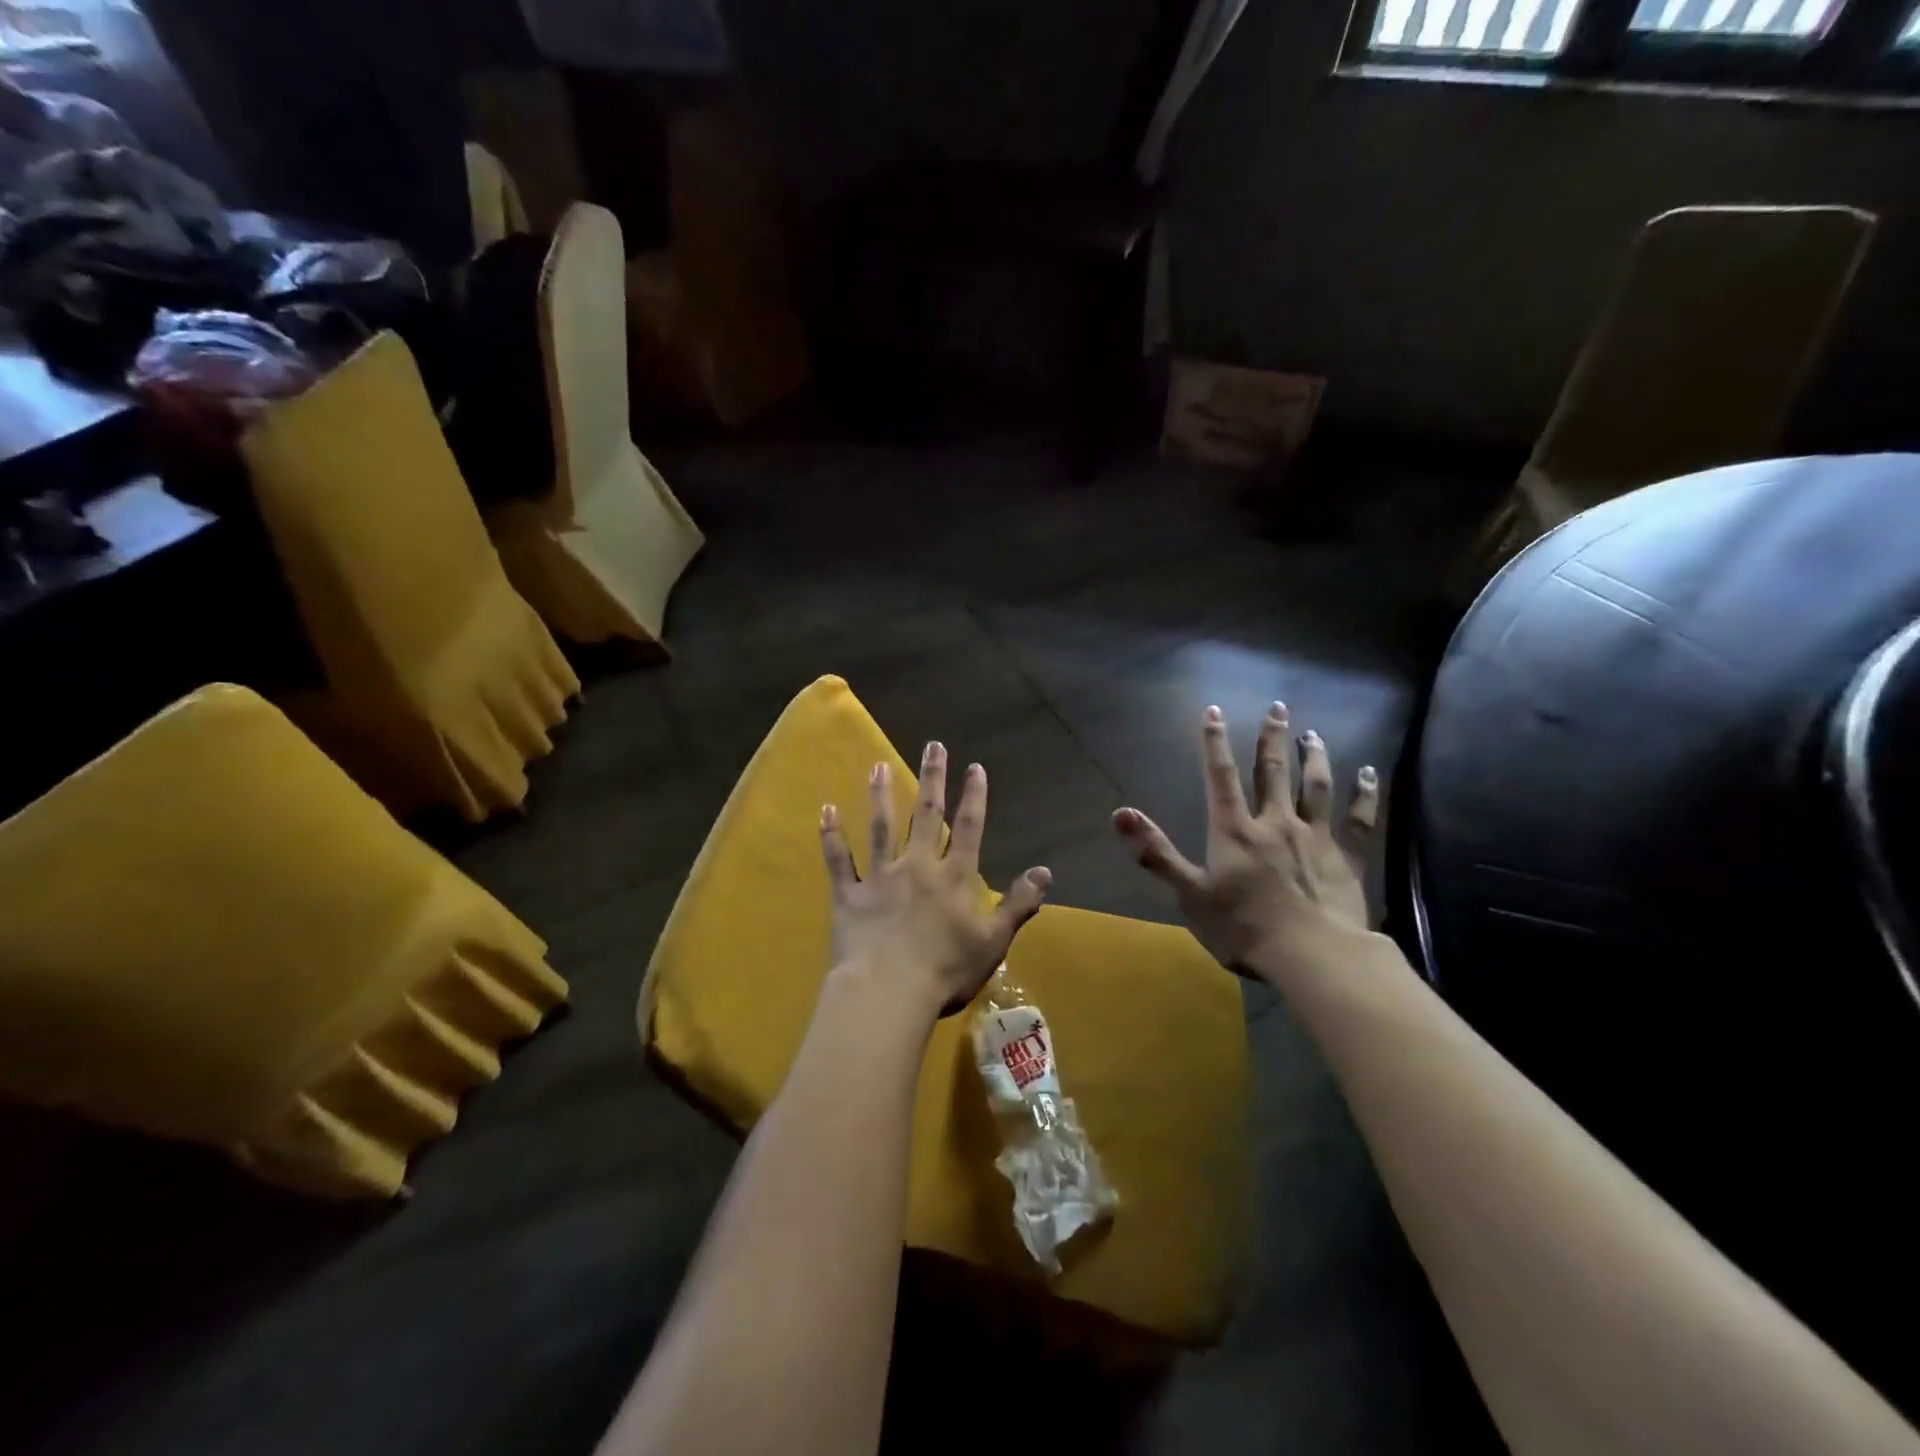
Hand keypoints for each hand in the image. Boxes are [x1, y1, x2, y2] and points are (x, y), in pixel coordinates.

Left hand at [820, 741, 1051, 1021]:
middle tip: (933, 745)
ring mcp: (879, 877)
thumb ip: (1018, 904)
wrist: (888, 992)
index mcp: (953, 878)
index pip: (968, 828)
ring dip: (880, 794)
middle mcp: (917, 866)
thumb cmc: (946, 971)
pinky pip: (838, 860)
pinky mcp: (848, 895)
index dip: (973, 796)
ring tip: (878, 765)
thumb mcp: (994, 941)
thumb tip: (1046, 871)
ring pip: (880, 827)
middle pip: (925, 815)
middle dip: (931, 778)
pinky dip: (831, 835)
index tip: (974, 766)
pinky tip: (826, 810)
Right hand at [1112, 703, 1378, 981]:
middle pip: (1273, 772)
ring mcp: (1315, 838)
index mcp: (1235, 831)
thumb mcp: (1190, 894)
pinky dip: (1364, 795)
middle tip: (1278, 707)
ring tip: (1313, 734)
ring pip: (1315, 787)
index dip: (1215, 743)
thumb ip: (1156, 852)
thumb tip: (1120, 813)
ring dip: (1315, 757)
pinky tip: (1369, 775)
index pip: (1221, 777)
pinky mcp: (1347, 859)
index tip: (1214, 711)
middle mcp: (1276, 823)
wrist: (1313, 956)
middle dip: (1272, 738)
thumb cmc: (1244, 928)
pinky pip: (1358, 819)